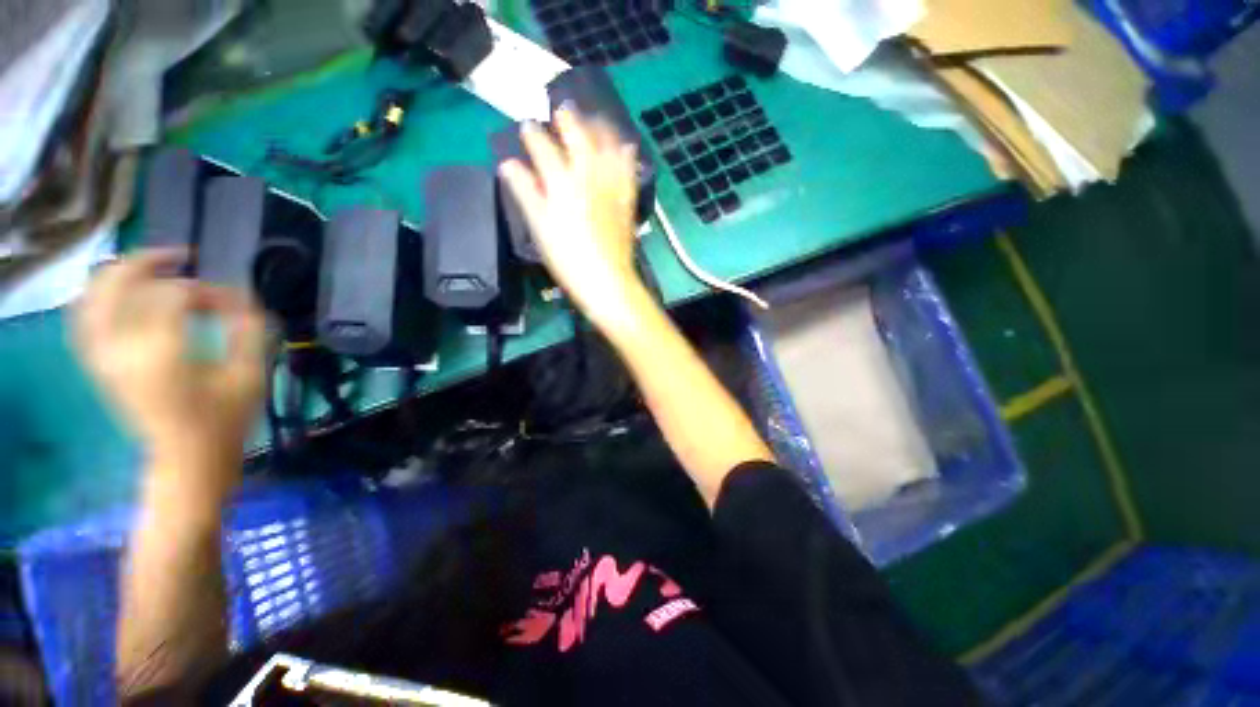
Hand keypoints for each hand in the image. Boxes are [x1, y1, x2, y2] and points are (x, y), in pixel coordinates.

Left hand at [73, 250, 266, 499]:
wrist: (187, 457)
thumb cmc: (226, 418)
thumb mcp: (251, 374)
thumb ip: (248, 329)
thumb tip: (239, 296)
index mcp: (162, 354)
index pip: (175, 295)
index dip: (207, 290)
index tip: (232, 304)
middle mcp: (122, 349)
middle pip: (119, 283)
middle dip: (151, 262)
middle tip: (183, 259)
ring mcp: (103, 357)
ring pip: (93, 295)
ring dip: (121, 274)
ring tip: (150, 269)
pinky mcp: (97, 364)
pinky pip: (82, 318)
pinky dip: (97, 297)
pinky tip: (119, 293)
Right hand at [499, 109, 647, 332]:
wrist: (607, 282)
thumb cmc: (569, 260)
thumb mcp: (540, 229)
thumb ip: (526, 193)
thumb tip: (509, 165)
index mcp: (562, 184)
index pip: (544, 148)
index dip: (533, 134)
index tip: (527, 125)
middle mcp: (588, 177)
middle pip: (579, 138)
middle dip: (568, 120)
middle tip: (562, 109)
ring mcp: (611, 187)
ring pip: (607, 146)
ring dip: (599, 128)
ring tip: (594, 118)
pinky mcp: (626, 201)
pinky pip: (628, 170)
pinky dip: (626, 155)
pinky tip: (626, 146)